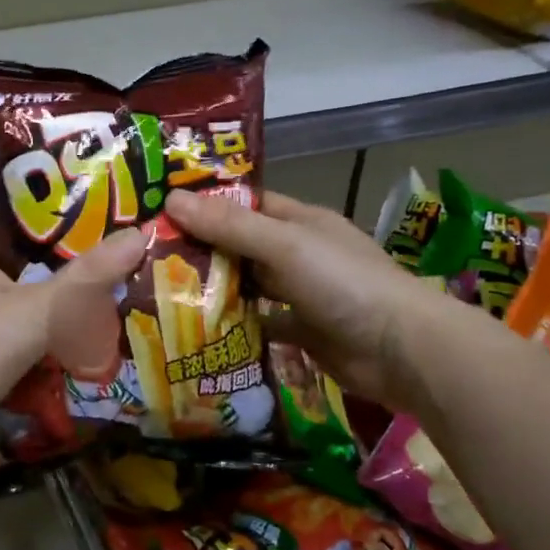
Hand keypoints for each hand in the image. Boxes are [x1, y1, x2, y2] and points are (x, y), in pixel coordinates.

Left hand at [0, 220, 150, 415]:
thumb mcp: (42, 305)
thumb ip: (90, 275)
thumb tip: (140, 234)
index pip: (1, 225)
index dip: (34, 218)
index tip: (76, 216)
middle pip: (15, 269)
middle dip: (55, 269)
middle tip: (103, 263)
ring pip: (20, 312)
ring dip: (52, 312)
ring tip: (101, 304)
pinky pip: (19, 349)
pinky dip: (45, 350)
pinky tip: (79, 351)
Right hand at [164, 187, 443, 408]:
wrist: (402, 351)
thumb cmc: (344, 283)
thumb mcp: (284, 245)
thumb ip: (230, 225)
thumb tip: (171, 199)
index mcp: (300, 221)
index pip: (245, 203)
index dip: (206, 204)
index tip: (161, 210)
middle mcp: (299, 253)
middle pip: (242, 245)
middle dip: (201, 249)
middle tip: (147, 256)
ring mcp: (301, 293)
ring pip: (249, 284)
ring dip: (214, 288)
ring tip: (160, 291)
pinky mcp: (302, 331)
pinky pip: (260, 322)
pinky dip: (234, 325)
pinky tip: (197, 329)